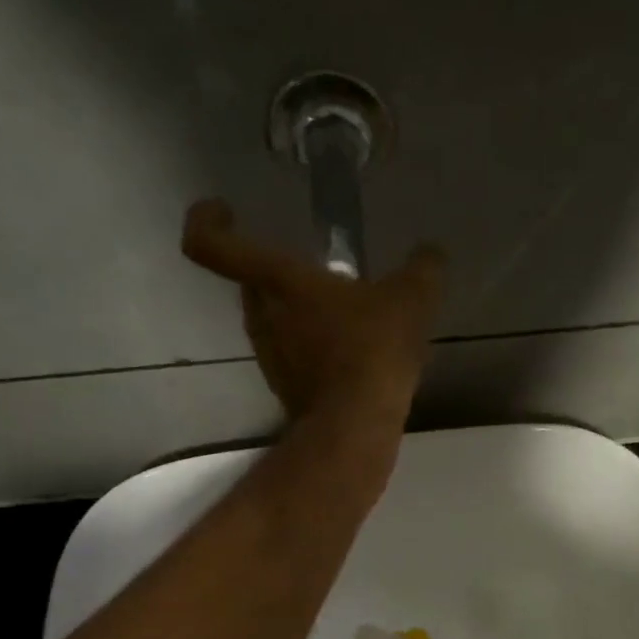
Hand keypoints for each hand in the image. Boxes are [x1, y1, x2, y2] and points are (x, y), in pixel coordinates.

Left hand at [181, 199, 444, 430]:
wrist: (356, 426)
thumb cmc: (373, 350)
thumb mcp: (412, 299)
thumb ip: (423, 269)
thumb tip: (431, 255)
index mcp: (280, 281)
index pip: (214, 245)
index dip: (208, 221)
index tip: (225, 211)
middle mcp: (263, 317)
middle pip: (251, 282)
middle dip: (277, 272)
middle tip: (315, 273)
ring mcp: (271, 357)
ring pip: (273, 321)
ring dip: (298, 313)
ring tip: (343, 318)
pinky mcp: (286, 389)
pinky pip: (292, 355)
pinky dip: (312, 349)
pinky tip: (350, 357)